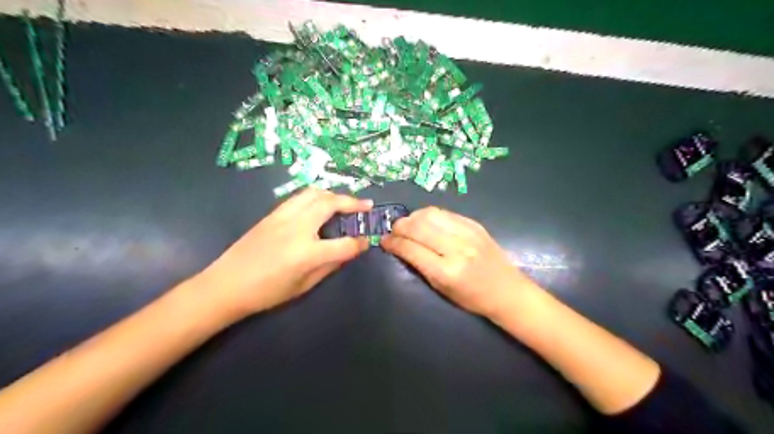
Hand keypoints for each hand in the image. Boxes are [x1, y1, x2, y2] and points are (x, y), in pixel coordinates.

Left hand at [194, 188, 375, 318]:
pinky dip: (316, 196)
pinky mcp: (272, 214)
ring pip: (314, 193)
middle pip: (331, 204)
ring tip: (344, 202)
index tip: (366, 241)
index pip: (344, 244)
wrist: (226, 285)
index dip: (359, 243)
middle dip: (353, 203)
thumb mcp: (303, 286)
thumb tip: (347, 252)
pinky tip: (320, 205)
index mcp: (307, 253)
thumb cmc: (266, 293)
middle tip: (366, 205)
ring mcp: (283, 217)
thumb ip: (329, 266)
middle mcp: (298, 228)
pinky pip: (299, 197)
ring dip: (334, 195)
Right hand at [382, 205, 539, 314]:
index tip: (384, 241)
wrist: (507, 291)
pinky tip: (426, 222)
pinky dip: (429, 215)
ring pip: (430, 214)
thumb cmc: (471, 298)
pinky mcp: (474, 224)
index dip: (393, 242)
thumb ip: (419, 265)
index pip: (411, 248)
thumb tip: (399, 246)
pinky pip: (445, 213)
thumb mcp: (441, 288)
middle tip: (393, 231)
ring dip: (413, 217)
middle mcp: (457, 248)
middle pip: (418, 227)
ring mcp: (467, 233)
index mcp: (446, 271)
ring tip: (408, 225)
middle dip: (399, 226)